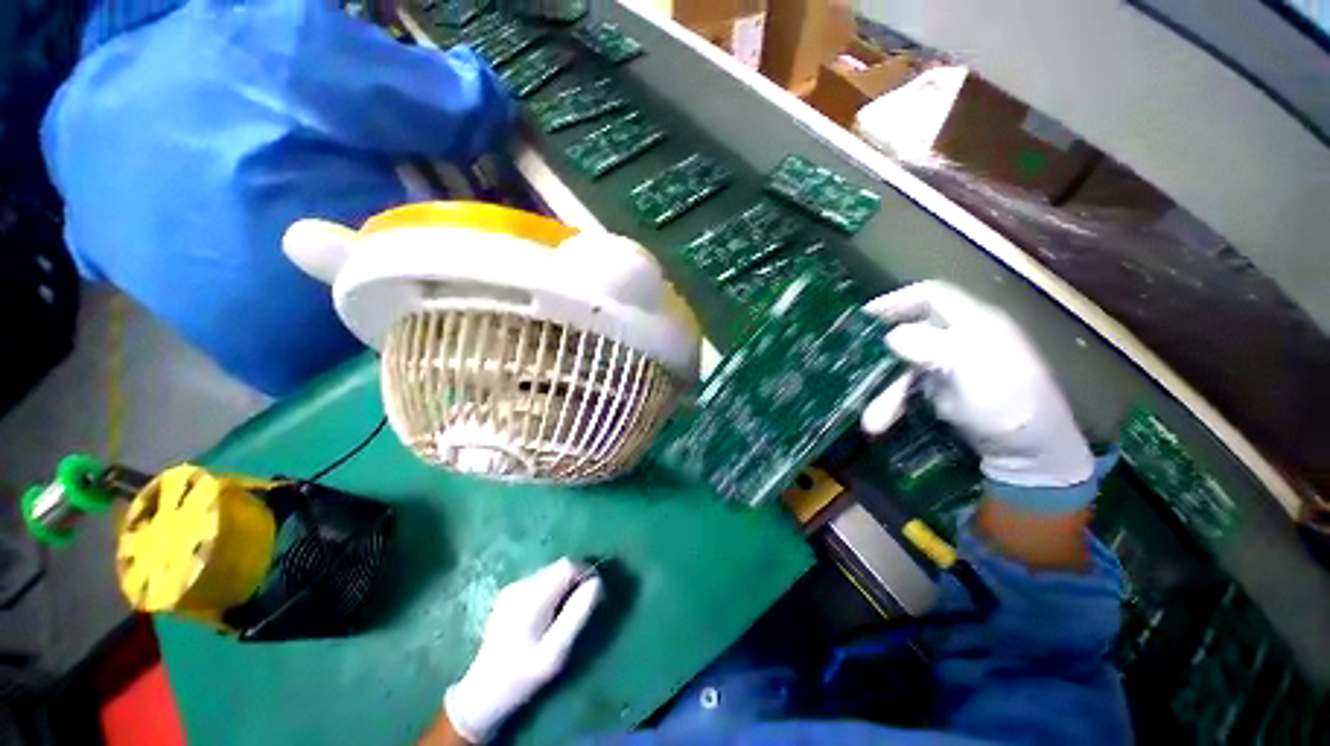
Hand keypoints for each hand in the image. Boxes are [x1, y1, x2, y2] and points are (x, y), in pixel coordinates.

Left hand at [443, 558, 602, 742]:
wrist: (482, 694)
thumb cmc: (522, 677)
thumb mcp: (555, 653)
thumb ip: (578, 614)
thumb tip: (597, 582)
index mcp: (532, 597)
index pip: (568, 565)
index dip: (587, 573)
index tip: (596, 594)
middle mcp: (521, 585)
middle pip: (559, 566)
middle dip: (577, 580)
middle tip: (582, 608)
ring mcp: (512, 588)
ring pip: (551, 572)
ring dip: (565, 585)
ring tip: (565, 615)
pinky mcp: (508, 594)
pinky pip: (540, 581)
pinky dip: (552, 590)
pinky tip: (548, 616)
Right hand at [863, 282, 1094, 505]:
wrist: (1031, 455)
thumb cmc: (1008, 405)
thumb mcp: (971, 370)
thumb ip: (930, 347)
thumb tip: (890, 336)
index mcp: (975, 323)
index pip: (931, 295)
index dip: (897, 300)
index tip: (864, 316)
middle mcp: (960, 339)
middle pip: (910, 334)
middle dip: (882, 358)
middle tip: (856, 368)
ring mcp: (950, 366)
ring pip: (904, 368)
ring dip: (885, 393)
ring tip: (871, 423)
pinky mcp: (944, 390)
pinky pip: (908, 389)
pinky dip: (893, 404)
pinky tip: (883, 423)